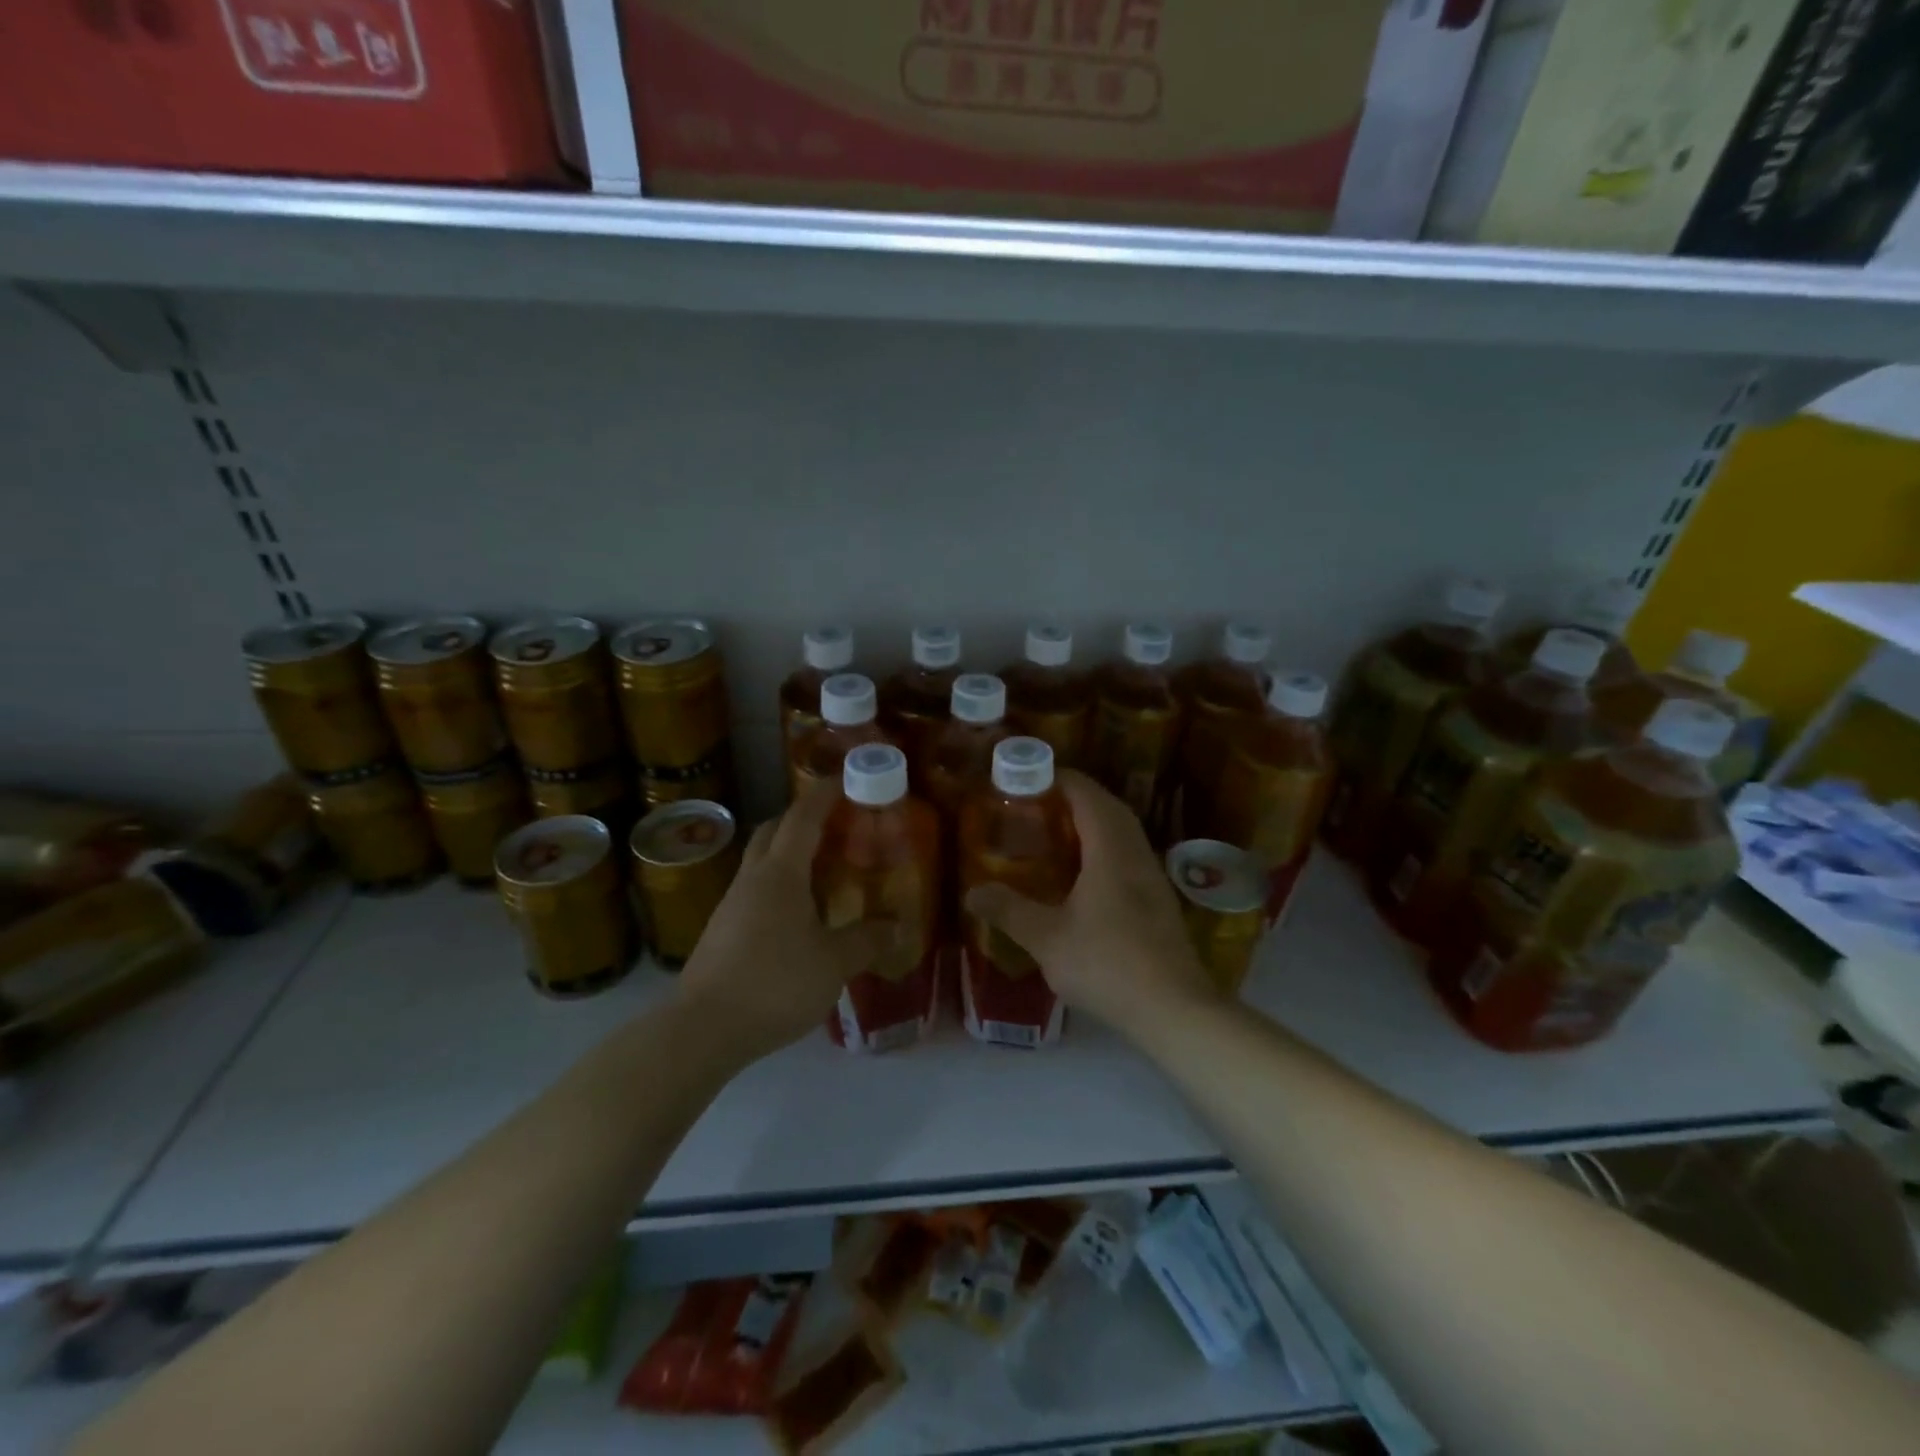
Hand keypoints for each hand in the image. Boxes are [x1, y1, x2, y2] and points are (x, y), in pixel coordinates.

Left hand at [677, 785, 891, 1061]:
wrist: (703, 1028)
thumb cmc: (774, 983)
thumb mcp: (833, 963)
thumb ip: (866, 941)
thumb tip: (898, 927)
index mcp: (781, 873)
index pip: (802, 818)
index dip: (823, 794)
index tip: (844, 778)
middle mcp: (753, 878)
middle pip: (773, 830)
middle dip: (801, 818)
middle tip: (835, 824)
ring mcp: (731, 903)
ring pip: (761, 861)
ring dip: (788, 852)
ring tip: (822, 868)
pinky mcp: (722, 929)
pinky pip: (755, 889)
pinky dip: (778, 883)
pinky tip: (797, 912)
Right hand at [964, 771, 1219, 1041]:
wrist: (1174, 1009)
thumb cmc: (1107, 964)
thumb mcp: (1047, 939)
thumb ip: (1009, 911)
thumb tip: (972, 892)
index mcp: (1110, 850)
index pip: (1087, 795)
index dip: (1060, 779)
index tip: (1030, 775)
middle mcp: (1136, 853)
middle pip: (1109, 807)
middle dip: (1076, 796)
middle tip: (1039, 801)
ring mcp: (1152, 876)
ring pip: (1124, 831)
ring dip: (1095, 821)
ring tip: (1059, 831)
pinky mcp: (1159, 899)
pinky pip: (1130, 853)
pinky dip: (1106, 846)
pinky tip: (1086, 873)